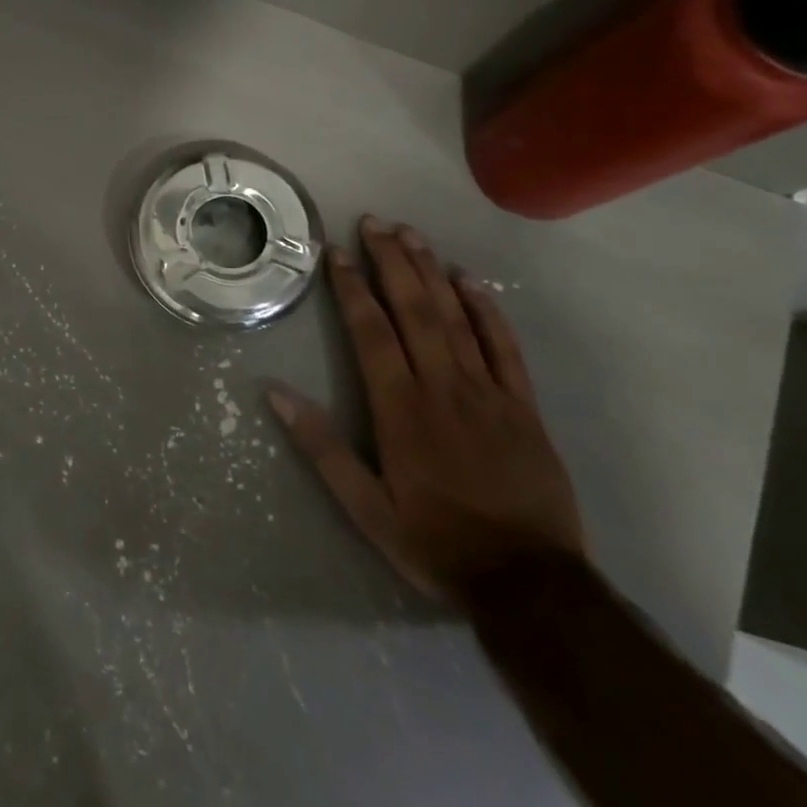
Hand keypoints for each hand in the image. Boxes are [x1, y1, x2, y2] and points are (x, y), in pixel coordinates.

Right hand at [267, 215, 585, 605]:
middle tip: (374, 222)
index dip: (352, 289)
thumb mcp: (365, 508)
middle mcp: (443, 388)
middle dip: (392, 262)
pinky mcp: (523, 405)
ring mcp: (488, 393)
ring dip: (431, 272)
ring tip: (411, 235)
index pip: (371, 333)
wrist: (530, 583)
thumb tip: (276, 394)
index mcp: (401, 410)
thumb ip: (321, 448)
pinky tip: (470, 280)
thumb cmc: (435, 542)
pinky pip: (504, 346)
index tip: (336, 253)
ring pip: (456, 317)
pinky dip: (486, 309)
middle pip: (415, 310)